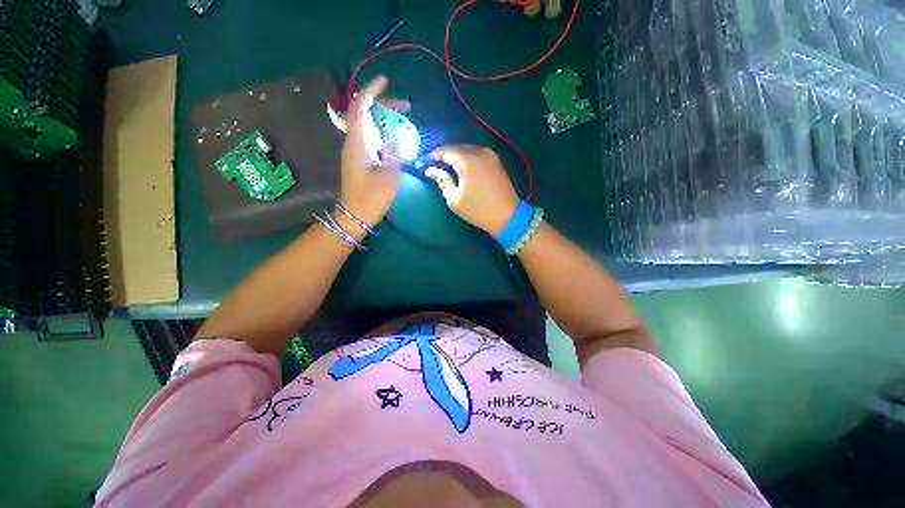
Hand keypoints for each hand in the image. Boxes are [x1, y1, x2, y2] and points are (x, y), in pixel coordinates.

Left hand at [338, 76, 402, 234]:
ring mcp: (357, 150)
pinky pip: (373, 138)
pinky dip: (386, 133)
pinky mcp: (361, 158)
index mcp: (358, 143)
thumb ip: (396, 153)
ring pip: (370, 125)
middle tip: (407, 107)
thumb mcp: (388, 176)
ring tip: (405, 121)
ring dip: (387, 119)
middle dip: (385, 105)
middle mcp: (354, 142)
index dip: (372, 91)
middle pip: (366, 113)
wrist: (355, 215)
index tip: (386, 82)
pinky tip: (398, 139)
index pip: (361, 107)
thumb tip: (401, 136)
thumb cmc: (371, 198)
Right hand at [425, 145, 520, 235]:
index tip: (424, 163)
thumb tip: (430, 171)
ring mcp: (490, 155)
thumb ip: (442, 180)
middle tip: (435, 167)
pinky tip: (463, 170)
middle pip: (457, 148)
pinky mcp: (496, 162)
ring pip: (468, 150)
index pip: (445, 150)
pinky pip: (477, 155)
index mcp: (467, 159)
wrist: (507, 216)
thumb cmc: (478, 209)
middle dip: (444, 156)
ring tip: (447, 169)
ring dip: (456, 157)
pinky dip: (467, 160)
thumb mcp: (454, 198)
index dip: (433, 156)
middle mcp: (479, 151)